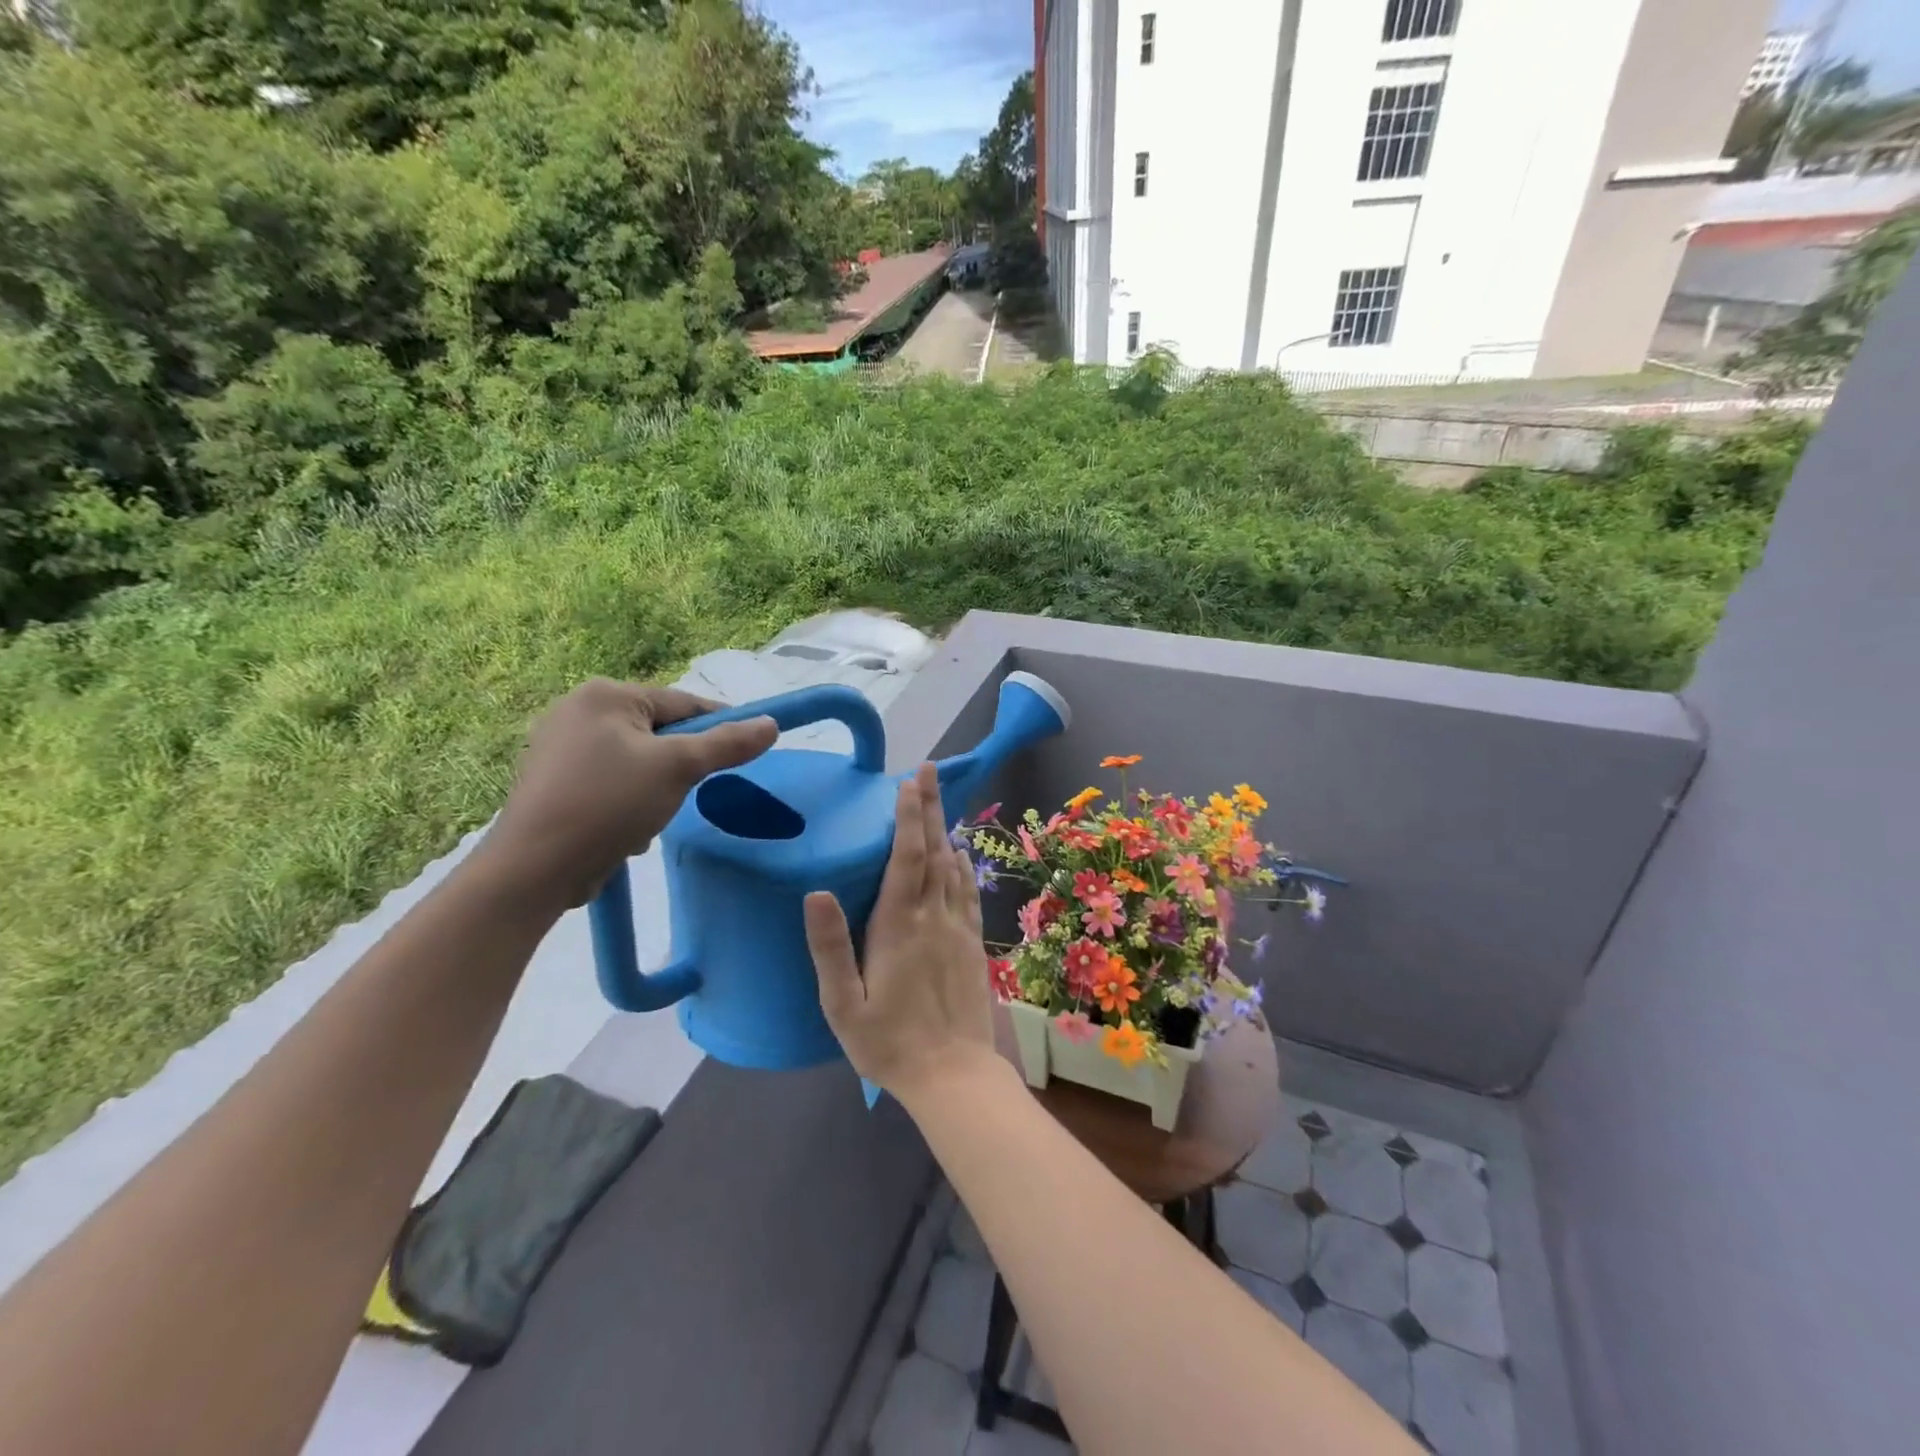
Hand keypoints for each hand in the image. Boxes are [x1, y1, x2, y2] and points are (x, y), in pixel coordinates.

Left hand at [480, 679, 776, 909]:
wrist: (534, 868)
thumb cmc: (609, 804)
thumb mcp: (678, 769)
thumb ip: (728, 744)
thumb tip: (771, 724)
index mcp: (606, 695)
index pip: (684, 703)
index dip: (720, 727)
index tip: (748, 751)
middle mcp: (577, 709)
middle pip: (659, 732)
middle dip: (679, 767)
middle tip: (687, 794)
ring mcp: (558, 744)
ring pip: (637, 760)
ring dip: (655, 787)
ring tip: (649, 818)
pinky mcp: (551, 779)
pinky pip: (610, 779)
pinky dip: (626, 800)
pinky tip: (623, 828)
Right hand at [804, 763, 1000, 1103]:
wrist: (953, 1076)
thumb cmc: (889, 1044)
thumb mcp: (843, 1004)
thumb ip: (829, 947)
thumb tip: (816, 892)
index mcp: (899, 926)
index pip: (906, 857)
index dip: (908, 815)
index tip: (909, 780)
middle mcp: (933, 917)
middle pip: (932, 850)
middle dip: (928, 806)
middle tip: (928, 768)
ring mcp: (957, 929)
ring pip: (952, 866)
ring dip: (944, 828)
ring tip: (938, 798)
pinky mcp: (972, 944)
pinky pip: (967, 892)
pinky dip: (962, 866)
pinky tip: (958, 854)